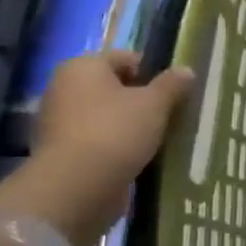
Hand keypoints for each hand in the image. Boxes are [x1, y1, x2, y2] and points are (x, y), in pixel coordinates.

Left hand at [0, 51, 193, 245]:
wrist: (76, 187)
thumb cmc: (116, 132)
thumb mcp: (155, 104)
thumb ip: (172, 85)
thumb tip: (186, 70)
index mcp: (83, 66)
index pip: (126, 58)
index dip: (154, 72)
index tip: (176, 92)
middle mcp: (64, 87)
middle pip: (115, 87)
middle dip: (142, 100)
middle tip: (171, 116)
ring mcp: (59, 121)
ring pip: (108, 115)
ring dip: (131, 124)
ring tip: (160, 139)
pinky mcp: (62, 151)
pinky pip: (99, 139)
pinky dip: (118, 145)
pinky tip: (139, 157)